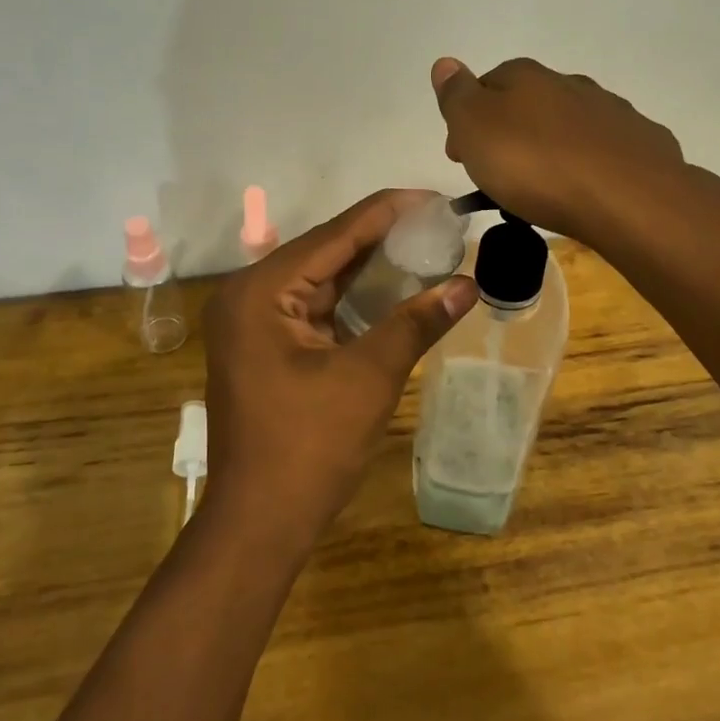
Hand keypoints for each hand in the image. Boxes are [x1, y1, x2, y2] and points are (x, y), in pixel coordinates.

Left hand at [201, 190, 477, 550]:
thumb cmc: (309, 447)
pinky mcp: (264, 346)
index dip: (386, 212)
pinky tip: (391, 287)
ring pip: (320, 279)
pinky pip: (314, 307)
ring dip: (368, 266)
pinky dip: (352, 298)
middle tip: (435, 222)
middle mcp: (249, 295)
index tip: (432, 196)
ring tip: (423, 245)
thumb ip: (416, 323)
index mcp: (262, 291)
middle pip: (325, 252)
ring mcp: (253, 323)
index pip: (334, 235)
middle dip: (381, 237)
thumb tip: (469, 284)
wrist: (259, 524)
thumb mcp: (369, 377)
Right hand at [431, 57, 685, 240]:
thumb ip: (457, 95)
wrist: (629, 198)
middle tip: (497, 178)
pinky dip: (588, 165)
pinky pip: (603, 152)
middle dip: (509, 135)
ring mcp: (611, 112)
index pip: (487, 85)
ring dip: (550, 150)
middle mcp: (570, 84)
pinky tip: (585, 191)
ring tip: (542, 192)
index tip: (460, 156)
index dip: (468, 120)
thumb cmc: (536, 164)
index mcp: (527, 77)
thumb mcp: (475, 129)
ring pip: (567, 127)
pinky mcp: (641, 145)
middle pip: (528, 105)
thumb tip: (445, 62)